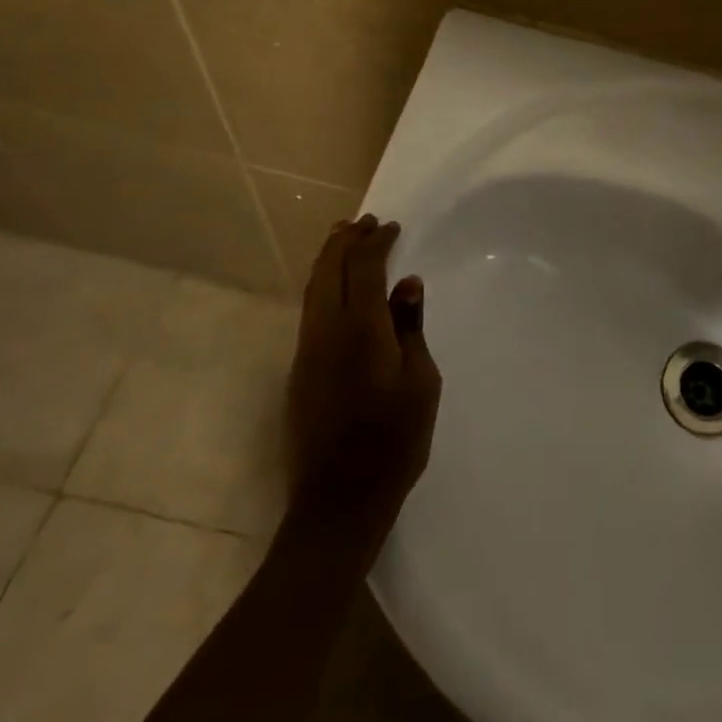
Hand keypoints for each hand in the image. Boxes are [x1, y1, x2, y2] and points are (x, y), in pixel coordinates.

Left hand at [286, 215, 441, 550]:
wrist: (339, 501)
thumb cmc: (394, 440)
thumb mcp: (420, 382)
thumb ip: (410, 328)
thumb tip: (406, 283)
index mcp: (360, 330)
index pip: (364, 268)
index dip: (376, 242)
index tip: (391, 227)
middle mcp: (326, 332)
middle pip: (329, 271)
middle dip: (345, 241)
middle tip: (363, 221)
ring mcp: (307, 352)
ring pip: (313, 290)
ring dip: (328, 259)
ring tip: (343, 238)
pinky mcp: (300, 372)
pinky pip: (309, 310)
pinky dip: (322, 285)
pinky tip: (334, 287)